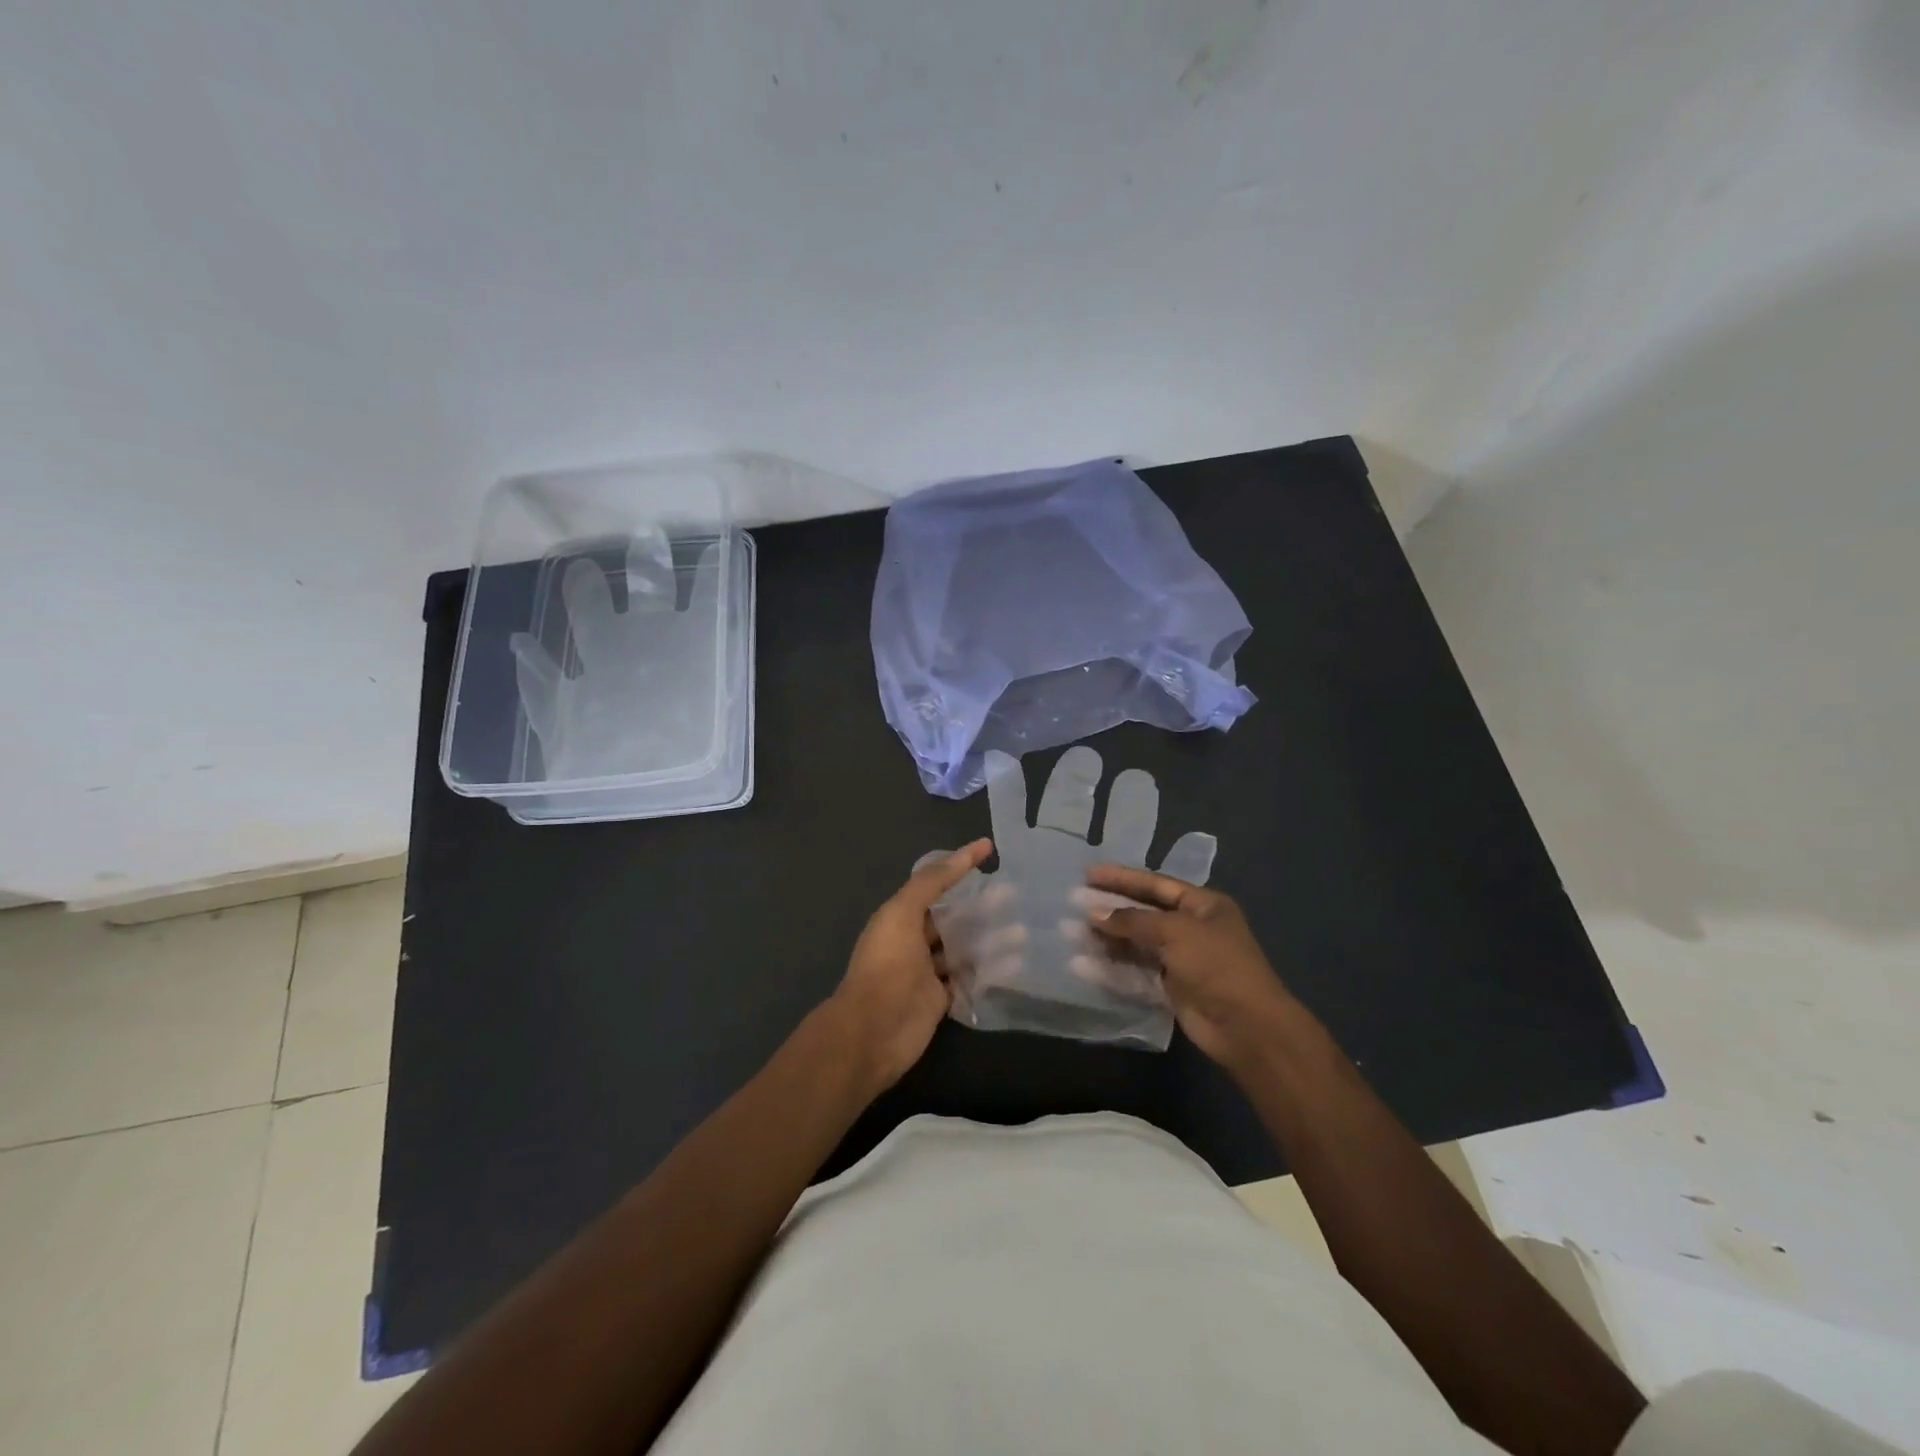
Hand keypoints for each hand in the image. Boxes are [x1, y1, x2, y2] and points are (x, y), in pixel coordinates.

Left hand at [829, 839, 993, 1090]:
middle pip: (954, 917)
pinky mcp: (941, 1000)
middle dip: (983, 905)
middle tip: (1016, 896)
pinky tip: (1016, 964)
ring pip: (964, 948)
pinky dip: (990, 972)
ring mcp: (928, 972)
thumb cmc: (887, 966)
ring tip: (1023, 932)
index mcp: (901, 916)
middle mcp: (914, 940)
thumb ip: (931, 882)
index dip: (960, 865)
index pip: (936, 883)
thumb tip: (965, 852)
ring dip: (992, 939)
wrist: (873, 1032)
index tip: (989, 849)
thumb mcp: (902, 913)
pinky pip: (969, 979)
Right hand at [1084, 864, 1294, 1072]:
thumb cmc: (1216, 965)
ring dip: (1105, 939)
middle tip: (1073, 902)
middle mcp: (1191, 928)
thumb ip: (1132, 920)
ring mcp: (1180, 960)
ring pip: (1135, 944)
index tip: (1088, 873)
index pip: (1155, 884)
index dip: (1121, 878)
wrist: (1247, 1027)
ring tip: (1070, 932)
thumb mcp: (1175, 932)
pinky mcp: (1169, 988)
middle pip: (1142, 913)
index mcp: (1202, 905)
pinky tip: (1083, 964)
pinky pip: (1135, 972)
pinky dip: (1111, 968)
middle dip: (1108, 908)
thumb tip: (1093, 913)